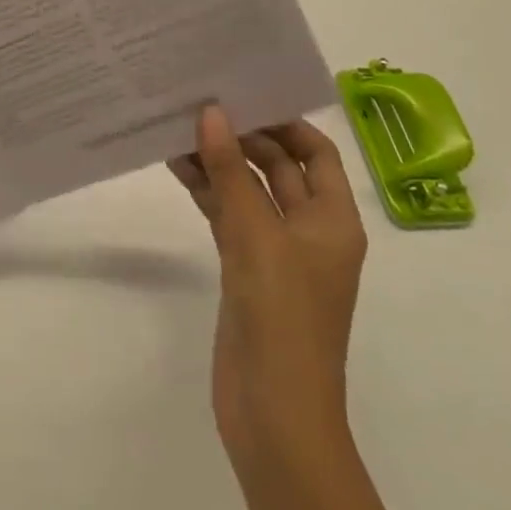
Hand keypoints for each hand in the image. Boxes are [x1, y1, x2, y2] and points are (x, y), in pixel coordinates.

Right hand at [169, 107, 369, 509]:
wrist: (273, 416)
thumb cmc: (282, 318)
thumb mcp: (257, 236)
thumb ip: (232, 173)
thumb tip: (212, 112)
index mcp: (332, 220)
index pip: (316, 153)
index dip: (286, 121)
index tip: (245, 93)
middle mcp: (308, 229)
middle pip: (279, 167)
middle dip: (243, 137)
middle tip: (200, 102)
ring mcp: (275, 251)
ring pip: (248, 190)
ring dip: (219, 162)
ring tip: (178, 127)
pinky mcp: (246, 269)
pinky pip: (228, 215)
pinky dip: (207, 191)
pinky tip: (177, 166)